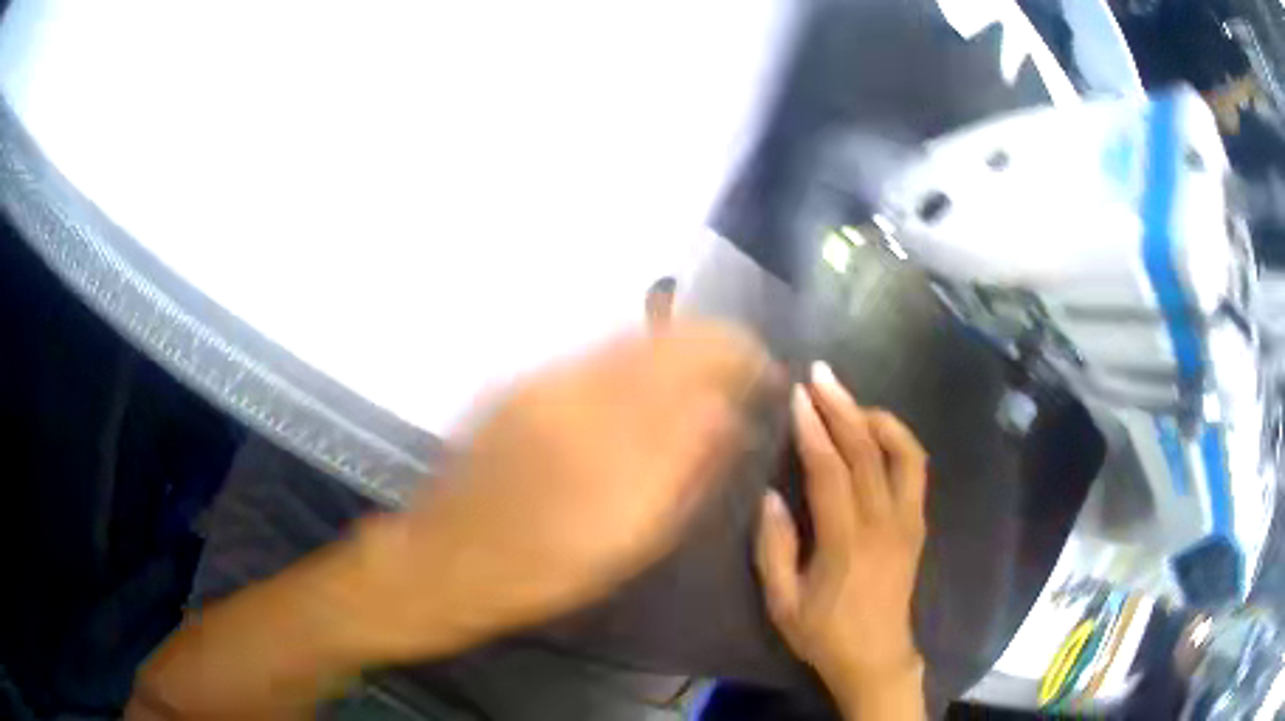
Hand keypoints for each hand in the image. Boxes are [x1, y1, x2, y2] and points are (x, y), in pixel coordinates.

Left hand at [353, 322, 773, 660]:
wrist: (450, 558)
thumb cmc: (547, 567)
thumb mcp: (630, 538)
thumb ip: (684, 469)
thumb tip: (726, 414)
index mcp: (612, 428)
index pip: (695, 358)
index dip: (737, 352)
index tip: (762, 368)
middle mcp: (578, 386)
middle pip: (661, 336)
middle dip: (708, 342)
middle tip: (736, 368)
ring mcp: (542, 380)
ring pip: (625, 339)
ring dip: (670, 348)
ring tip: (697, 376)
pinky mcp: (518, 385)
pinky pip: (590, 355)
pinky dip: (628, 360)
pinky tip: (637, 387)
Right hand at [755, 362, 927, 711]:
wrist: (876, 657)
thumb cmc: (824, 634)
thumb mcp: (782, 602)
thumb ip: (773, 548)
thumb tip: (770, 495)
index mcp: (846, 542)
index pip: (831, 471)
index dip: (813, 429)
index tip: (798, 396)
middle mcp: (883, 523)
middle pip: (866, 451)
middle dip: (842, 407)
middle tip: (821, 375)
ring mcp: (908, 521)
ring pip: (902, 453)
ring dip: (877, 418)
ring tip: (850, 400)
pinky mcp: (918, 524)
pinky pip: (916, 469)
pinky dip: (899, 440)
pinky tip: (878, 432)